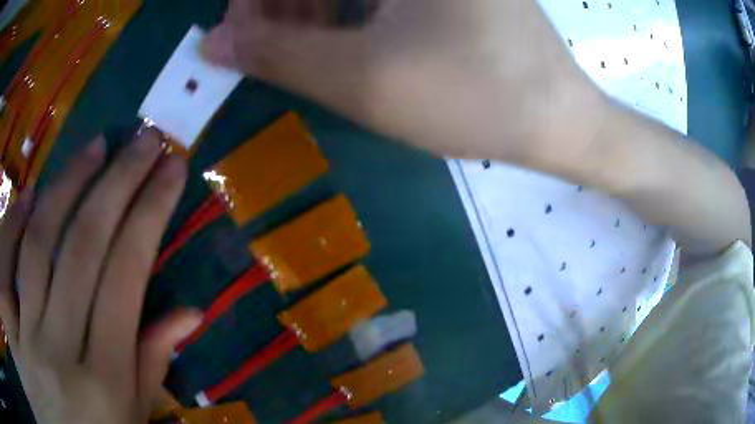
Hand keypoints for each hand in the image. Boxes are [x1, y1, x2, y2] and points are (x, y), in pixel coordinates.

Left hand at [0, 131, 201, 423]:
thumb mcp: (134, 420)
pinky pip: (5, 265)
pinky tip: (29, 195)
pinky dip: (13, 224)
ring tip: (95, 147)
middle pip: (84, 250)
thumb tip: (188, 312)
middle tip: (144, 139)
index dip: (149, 214)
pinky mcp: (13, 326)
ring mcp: (26, 338)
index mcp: (105, 384)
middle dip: (118, 182)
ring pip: (39, 245)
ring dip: (68, 185)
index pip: (126, 278)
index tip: (171, 168)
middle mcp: (60, 354)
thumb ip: (151, 366)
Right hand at [203, 0, 607, 165]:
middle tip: (262, 42)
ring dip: (312, 9)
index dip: (258, 2)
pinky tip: (342, 39)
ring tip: (296, 47)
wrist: (556, 119)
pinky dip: (349, 11)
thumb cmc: (472, 97)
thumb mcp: (362, 78)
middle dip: (282, 5)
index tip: (239, 29)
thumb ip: (277, 55)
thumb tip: (213, 41)